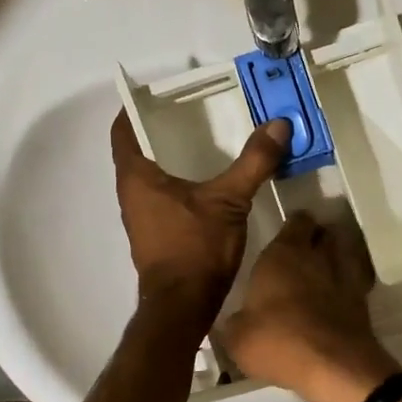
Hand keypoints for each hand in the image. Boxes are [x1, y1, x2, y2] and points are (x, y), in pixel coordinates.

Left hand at [111, 113, 290, 327]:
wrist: (183, 307)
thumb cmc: (196, 247)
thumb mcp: (229, 200)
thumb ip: (254, 162)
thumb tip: (278, 124)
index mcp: (136, 177)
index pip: (122, 130)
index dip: (134, 109)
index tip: (158, 94)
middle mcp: (131, 195)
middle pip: (138, 152)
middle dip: (162, 132)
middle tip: (195, 113)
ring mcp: (142, 218)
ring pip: (152, 178)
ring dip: (172, 161)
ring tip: (206, 144)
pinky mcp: (157, 236)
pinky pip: (164, 199)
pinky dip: (181, 185)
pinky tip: (210, 186)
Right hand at [219, 211, 400, 401]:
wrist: (333, 365)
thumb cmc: (278, 342)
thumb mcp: (237, 338)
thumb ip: (236, 322)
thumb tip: (236, 321)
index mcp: (282, 254)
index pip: (296, 221)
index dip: (293, 226)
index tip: (285, 236)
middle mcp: (316, 255)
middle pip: (323, 232)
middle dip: (316, 238)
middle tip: (302, 254)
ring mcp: (344, 274)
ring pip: (344, 251)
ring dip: (335, 256)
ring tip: (322, 272)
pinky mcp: (363, 298)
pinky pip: (355, 279)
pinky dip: (348, 283)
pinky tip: (338, 297)